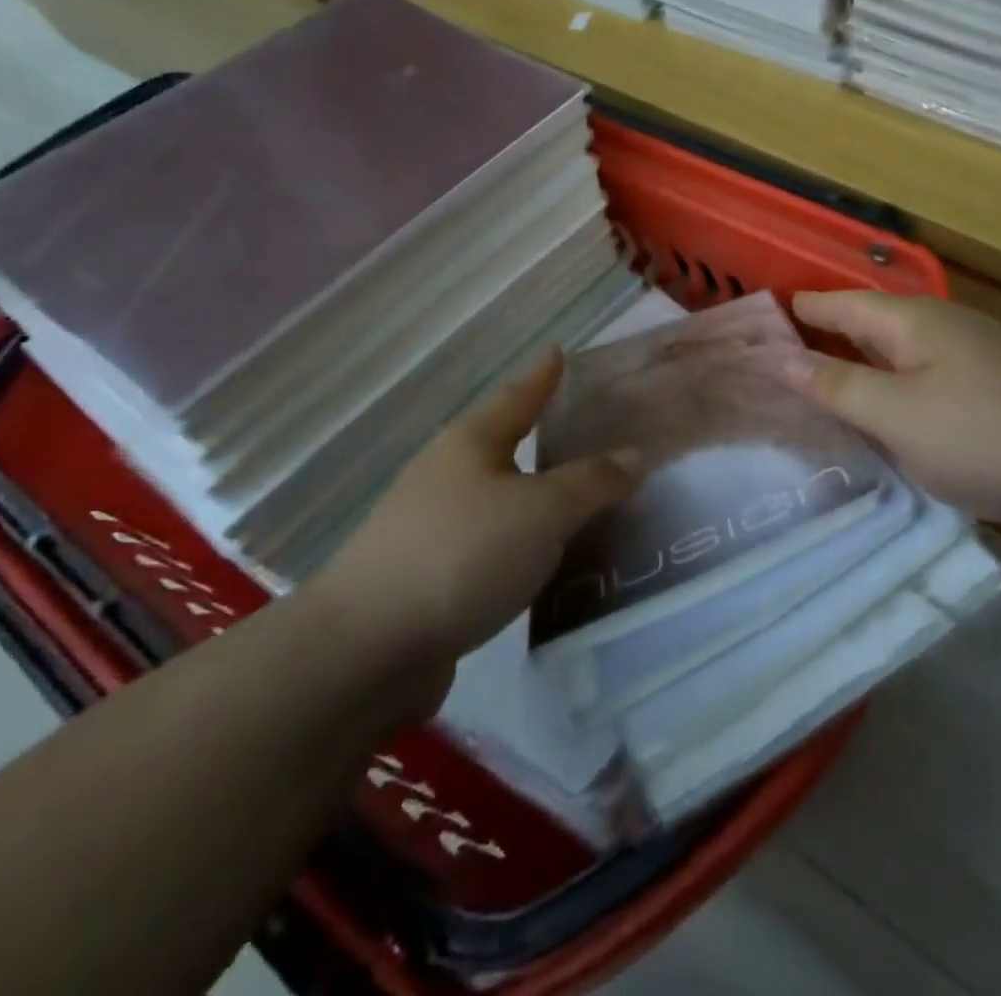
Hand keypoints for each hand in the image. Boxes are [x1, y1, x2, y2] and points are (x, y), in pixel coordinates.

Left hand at [307, 351, 639, 706]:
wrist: (365, 650)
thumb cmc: (463, 555)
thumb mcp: (543, 512)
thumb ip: (592, 482)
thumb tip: (635, 455)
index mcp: (471, 444)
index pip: (517, 396)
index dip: (542, 375)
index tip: (559, 351)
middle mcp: (445, 474)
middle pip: (500, 441)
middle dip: (537, 430)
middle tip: (582, 425)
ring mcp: (428, 524)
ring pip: (494, 493)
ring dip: (531, 490)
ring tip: (573, 494)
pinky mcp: (425, 572)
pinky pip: (488, 539)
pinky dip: (519, 537)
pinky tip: (539, 556)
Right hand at [787, 291, 1000, 542]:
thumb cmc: (987, 435)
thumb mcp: (897, 414)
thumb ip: (836, 386)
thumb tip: (775, 356)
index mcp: (914, 321)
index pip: (838, 305)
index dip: (797, 312)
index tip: (754, 323)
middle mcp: (943, 330)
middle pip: (868, 328)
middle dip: (822, 342)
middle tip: (772, 364)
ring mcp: (974, 362)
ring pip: (897, 360)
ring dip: (858, 373)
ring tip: (816, 394)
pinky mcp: (994, 397)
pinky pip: (924, 388)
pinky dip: (892, 399)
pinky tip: (882, 425)